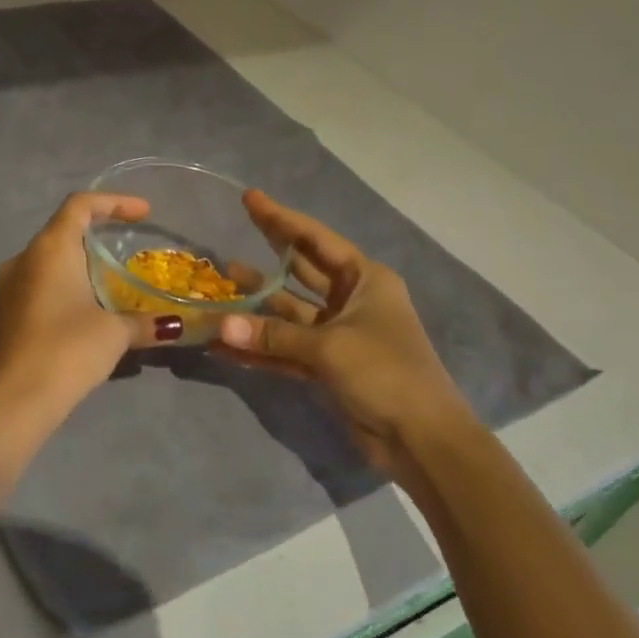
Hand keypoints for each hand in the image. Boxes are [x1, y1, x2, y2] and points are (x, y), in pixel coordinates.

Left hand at [0, 191, 186, 433]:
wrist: (13, 401)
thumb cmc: (66, 350)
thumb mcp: (114, 334)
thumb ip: (145, 322)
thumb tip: (175, 326)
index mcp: (49, 248)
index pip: (80, 204)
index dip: (114, 202)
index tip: (144, 214)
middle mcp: (23, 258)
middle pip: (63, 230)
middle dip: (98, 233)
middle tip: (131, 245)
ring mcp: (8, 287)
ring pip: (49, 260)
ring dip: (80, 263)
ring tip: (113, 279)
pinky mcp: (5, 313)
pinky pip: (39, 285)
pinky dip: (66, 286)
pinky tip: (87, 310)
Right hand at [217, 190, 472, 471]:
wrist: (421, 439)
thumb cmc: (386, 373)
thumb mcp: (329, 347)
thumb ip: (273, 335)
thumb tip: (220, 327)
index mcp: (364, 280)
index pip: (315, 240)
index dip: (281, 219)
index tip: (249, 198)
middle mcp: (351, 301)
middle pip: (300, 271)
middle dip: (265, 258)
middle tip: (229, 239)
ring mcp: (338, 335)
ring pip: (288, 314)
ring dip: (256, 307)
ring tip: (217, 292)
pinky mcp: (327, 366)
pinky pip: (286, 349)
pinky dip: (260, 348)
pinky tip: (226, 345)